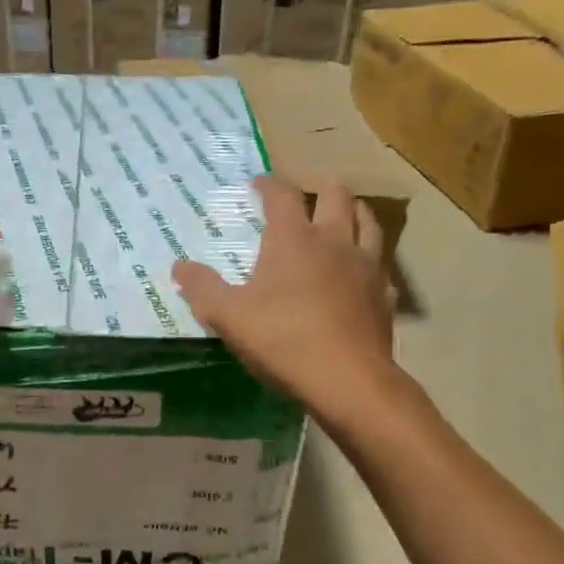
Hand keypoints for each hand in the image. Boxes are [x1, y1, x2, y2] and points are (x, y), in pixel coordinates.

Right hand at [173, 176, 401, 424]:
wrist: (347, 380)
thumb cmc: (282, 340)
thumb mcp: (228, 316)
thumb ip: (201, 288)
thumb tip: (179, 266)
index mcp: (293, 239)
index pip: (282, 194)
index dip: (268, 183)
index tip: (257, 183)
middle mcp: (334, 241)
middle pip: (336, 194)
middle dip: (318, 186)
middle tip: (304, 193)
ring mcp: (366, 265)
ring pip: (368, 220)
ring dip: (352, 211)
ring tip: (340, 216)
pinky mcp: (385, 294)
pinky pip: (380, 262)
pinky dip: (368, 256)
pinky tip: (359, 270)